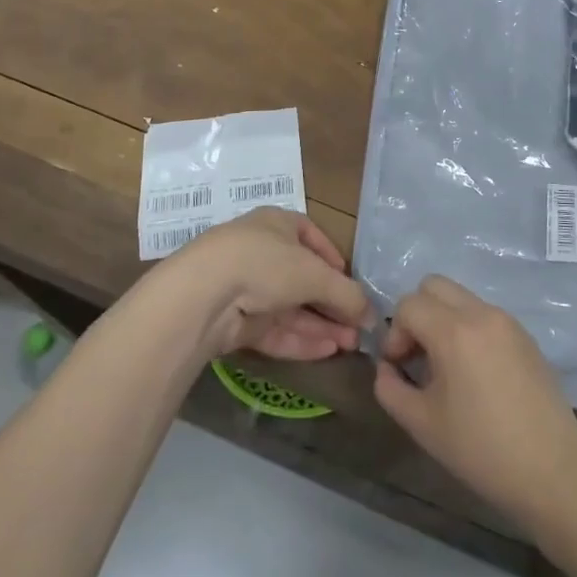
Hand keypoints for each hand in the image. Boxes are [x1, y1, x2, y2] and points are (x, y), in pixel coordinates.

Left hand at [169, 208, 372, 361]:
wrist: (203, 295)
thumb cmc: (266, 264)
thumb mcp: (315, 274)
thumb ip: (347, 294)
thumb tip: (373, 316)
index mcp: (277, 224)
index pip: (311, 237)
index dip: (334, 259)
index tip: (352, 283)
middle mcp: (261, 252)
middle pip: (303, 279)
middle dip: (332, 304)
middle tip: (359, 327)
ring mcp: (246, 288)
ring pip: (290, 308)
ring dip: (321, 326)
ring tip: (351, 345)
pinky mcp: (235, 322)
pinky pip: (274, 330)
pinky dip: (300, 340)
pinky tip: (327, 352)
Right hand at [372, 276, 576, 530]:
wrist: (551, 469)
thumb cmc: (481, 449)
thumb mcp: (422, 424)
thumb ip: (390, 388)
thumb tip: (386, 368)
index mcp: (454, 331)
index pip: (409, 304)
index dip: (395, 333)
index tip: (400, 367)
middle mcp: (482, 313)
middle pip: (434, 285)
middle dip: (417, 314)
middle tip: (418, 356)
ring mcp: (507, 321)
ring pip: (461, 297)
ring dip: (443, 320)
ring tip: (446, 368)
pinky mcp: (525, 335)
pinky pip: (484, 314)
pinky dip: (468, 329)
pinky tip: (474, 373)